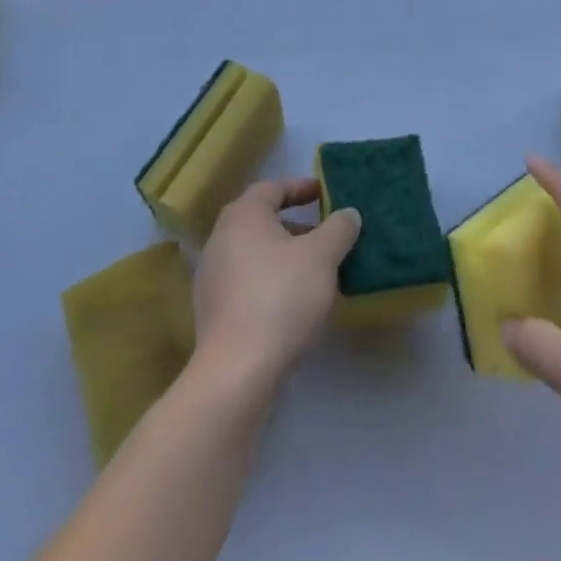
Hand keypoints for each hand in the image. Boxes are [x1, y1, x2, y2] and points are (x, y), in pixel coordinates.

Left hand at [192, 178, 362, 389]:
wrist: (236, 373)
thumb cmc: (281, 297)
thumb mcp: (322, 256)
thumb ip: (339, 229)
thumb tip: (348, 214)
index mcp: (243, 215)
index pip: (273, 188)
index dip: (300, 187)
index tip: (324, 193)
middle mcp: (221, 238)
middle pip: (261, 220)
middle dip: (294, 224)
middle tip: (323, 232)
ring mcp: (212, 277)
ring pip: (254, 252)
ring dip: (283, 255)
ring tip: (314, 270)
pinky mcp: (212, 312)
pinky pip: (246, 281)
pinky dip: (270, 280)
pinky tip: (293, 301)